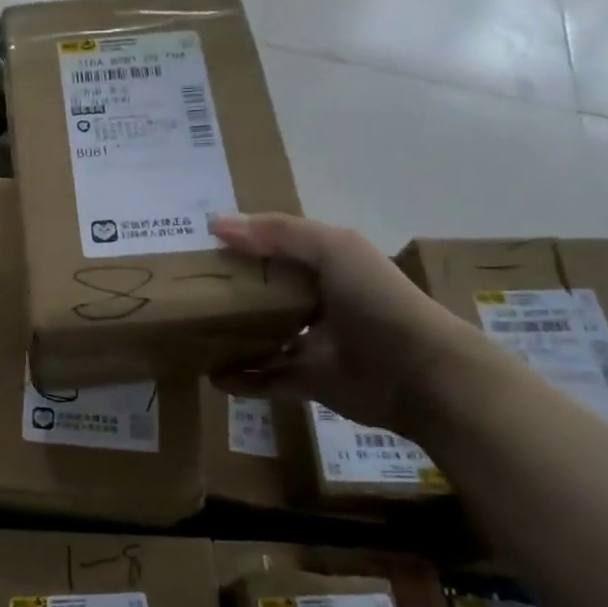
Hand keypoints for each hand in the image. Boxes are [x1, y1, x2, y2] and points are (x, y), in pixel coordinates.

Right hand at [208, 213, 494, 435]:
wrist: (421, 374)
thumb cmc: (377, 300)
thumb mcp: (332, 249)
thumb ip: (277, 233)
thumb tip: (216, 224)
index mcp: (327, 266)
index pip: (277, 251)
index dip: (242, 246)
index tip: (200, 247)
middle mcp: (319, 302)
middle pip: (266, 295)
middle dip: (231, 293)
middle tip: (187, 292)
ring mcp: (314, 344)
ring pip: (263, 337)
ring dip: (232, 337)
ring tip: (193, 333)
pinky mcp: (309, 382)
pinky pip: (267, 379)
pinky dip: (242, 379)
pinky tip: (213, 375)